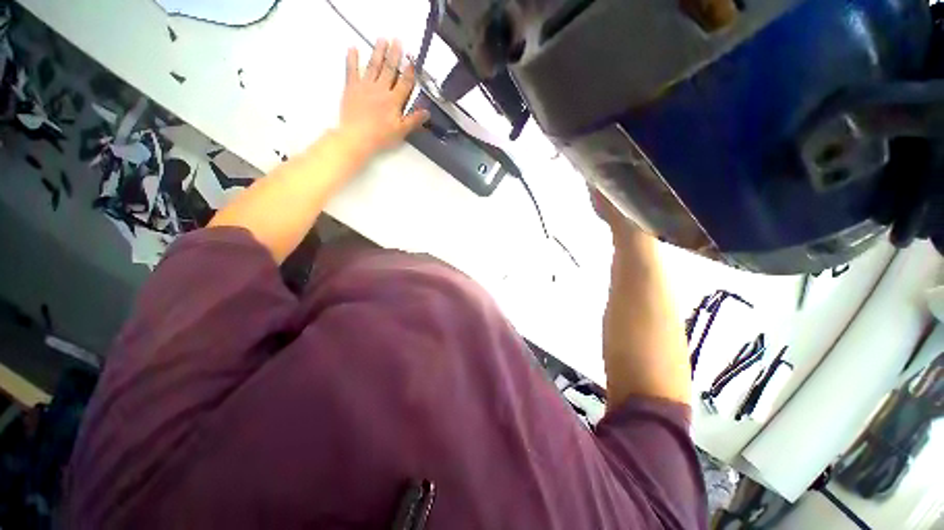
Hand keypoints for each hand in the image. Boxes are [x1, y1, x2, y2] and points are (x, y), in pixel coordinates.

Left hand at [339, 38, 429, 155]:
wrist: (356, 137)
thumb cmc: (381, 136)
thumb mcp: (401, 131)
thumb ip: (414, 120)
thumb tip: (427, 112)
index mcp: (394, 101)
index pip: (404, 83)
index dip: (409, 72)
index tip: (412, 61)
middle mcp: (381, 89)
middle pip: (389, 69)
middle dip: (394, 55)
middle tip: (397, 41)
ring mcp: (365, 86)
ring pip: (373, 66)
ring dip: (378, 51)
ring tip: (382, 39)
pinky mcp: (351, 88)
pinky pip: (352, 70)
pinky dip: (352, 59)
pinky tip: (353, 48)